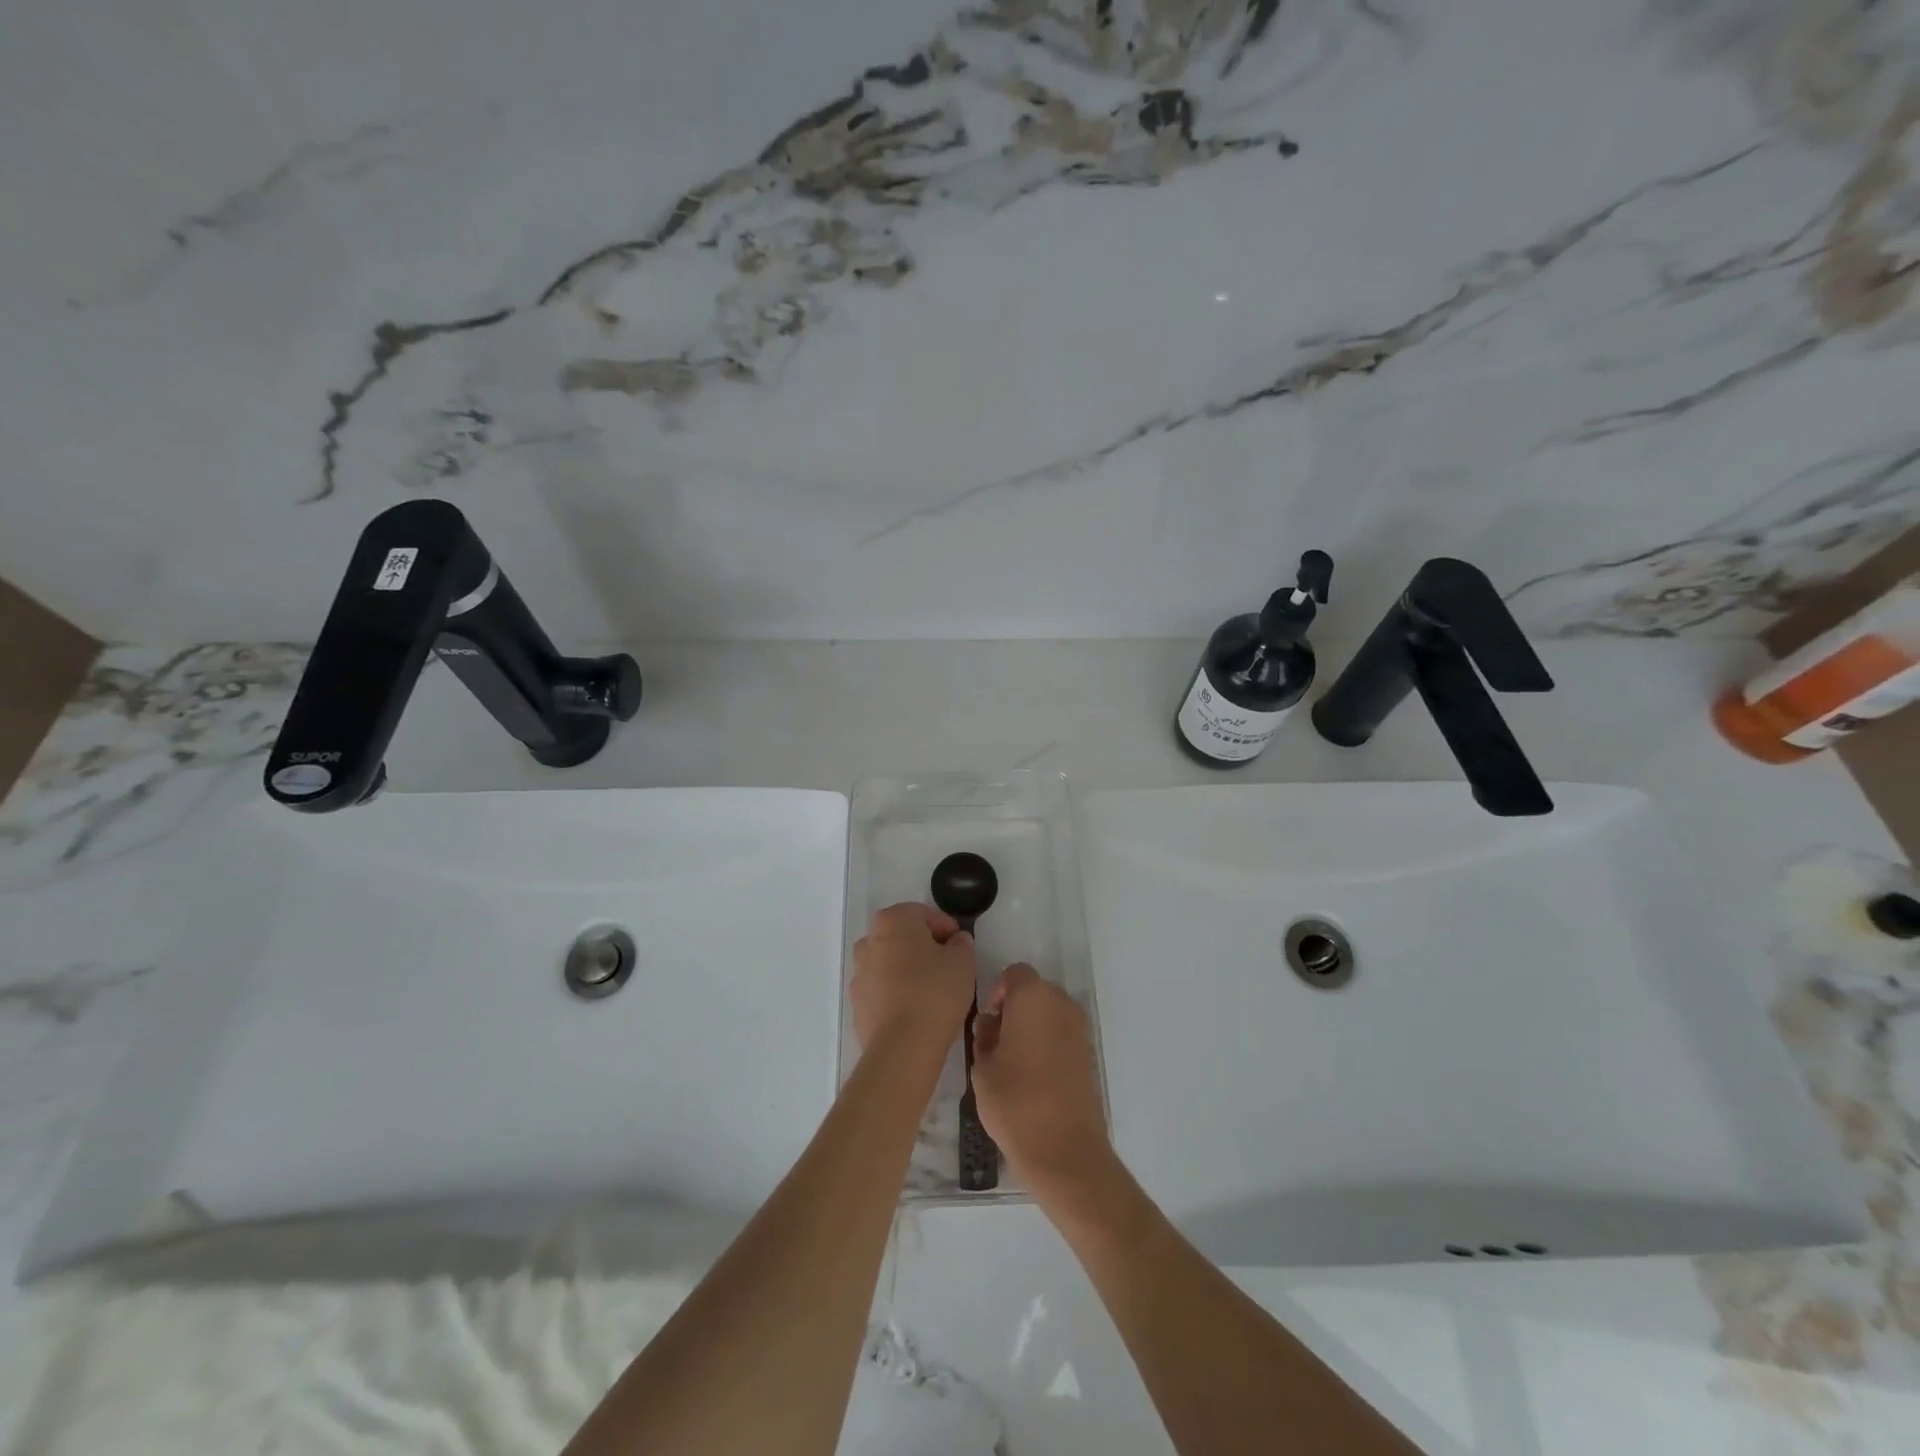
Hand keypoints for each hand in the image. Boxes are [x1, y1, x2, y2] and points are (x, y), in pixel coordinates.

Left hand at [850, 903, 977, 1055]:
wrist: (902, 1047)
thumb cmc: (935, 992)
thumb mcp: (963, 962)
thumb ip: (961, 944)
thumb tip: (955, 942)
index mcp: (892, 921)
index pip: (923, 913)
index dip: (945, 927)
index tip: (960, 945)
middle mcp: (869, 941)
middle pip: (902, 936)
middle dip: (924, 946)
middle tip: (948, 964)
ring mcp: (859, 974)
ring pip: (889, 963)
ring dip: (908, 970)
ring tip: (933, 990)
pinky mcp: (857, 1004)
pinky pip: (882, 989)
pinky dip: (897, 993)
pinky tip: (916, 1009)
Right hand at [972, 965, 1111, 1194]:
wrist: (1065, 1150)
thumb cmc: (1015, 1102)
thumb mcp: (983, 1068)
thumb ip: (984, 1037)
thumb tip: (991, 1025)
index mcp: (1032, 997)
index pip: (1014, 974)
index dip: (997, 992)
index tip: (988, 1022)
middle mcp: (1061, 1003)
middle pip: (1034, 991)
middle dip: (1015, 1008)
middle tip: (996, 1042)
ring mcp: (1080, 1028)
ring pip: (1050, 1013)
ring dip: (1033, 1026)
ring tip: (1014, 1063)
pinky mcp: (1089, 1054)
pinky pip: (1063, 1034)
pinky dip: (1048, 1044)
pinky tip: (1034, 1077)